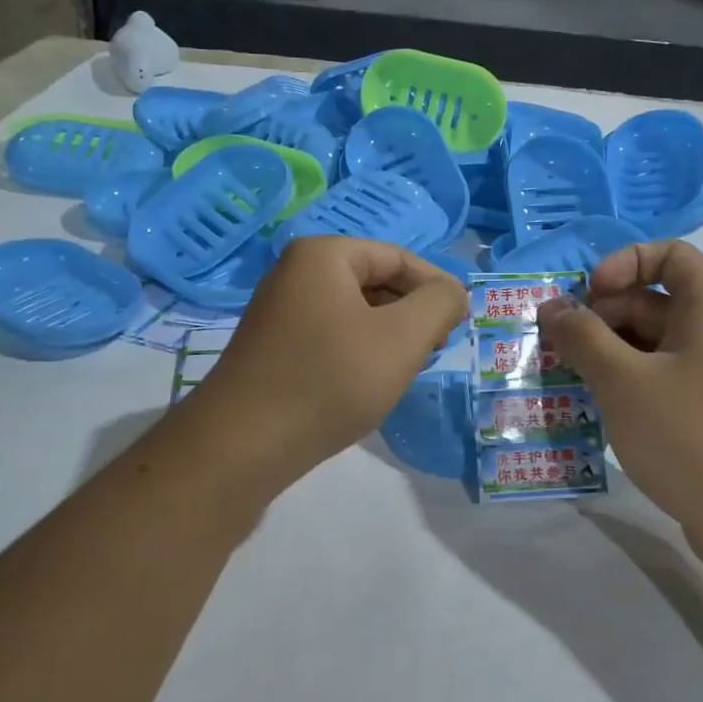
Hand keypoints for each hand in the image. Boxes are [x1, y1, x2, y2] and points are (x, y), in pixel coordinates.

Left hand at [181, 237, 467, 498]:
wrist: (242, 445)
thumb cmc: (329, 381)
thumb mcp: (403, 338)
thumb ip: (440, 303)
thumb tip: (452, 292)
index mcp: (322, 255)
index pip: (399, 257)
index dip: (437, 287)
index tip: (460, 324)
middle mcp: (295, 273)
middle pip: (376, 281)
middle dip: (412, 313)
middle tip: (435, 350)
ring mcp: (279, 310)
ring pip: (355, 312)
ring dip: (388, 335)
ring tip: (405, 370)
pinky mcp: (274, 346)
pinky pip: (332, 335)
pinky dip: (359, 351)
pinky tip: (368, 382)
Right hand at [536, 241, 702, 564]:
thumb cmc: (690, 434)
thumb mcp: (623, 381)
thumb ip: (582, 337)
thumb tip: (552, 307)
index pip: (668, 254)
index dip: (623, 264)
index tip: (588, 296)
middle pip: (652, 300)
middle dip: (601, 316)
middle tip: (559, 348)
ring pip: (652, 343)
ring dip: (607, 353)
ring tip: (568, 379)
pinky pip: (661, 376)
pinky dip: (627, 381)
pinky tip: (597, 406)